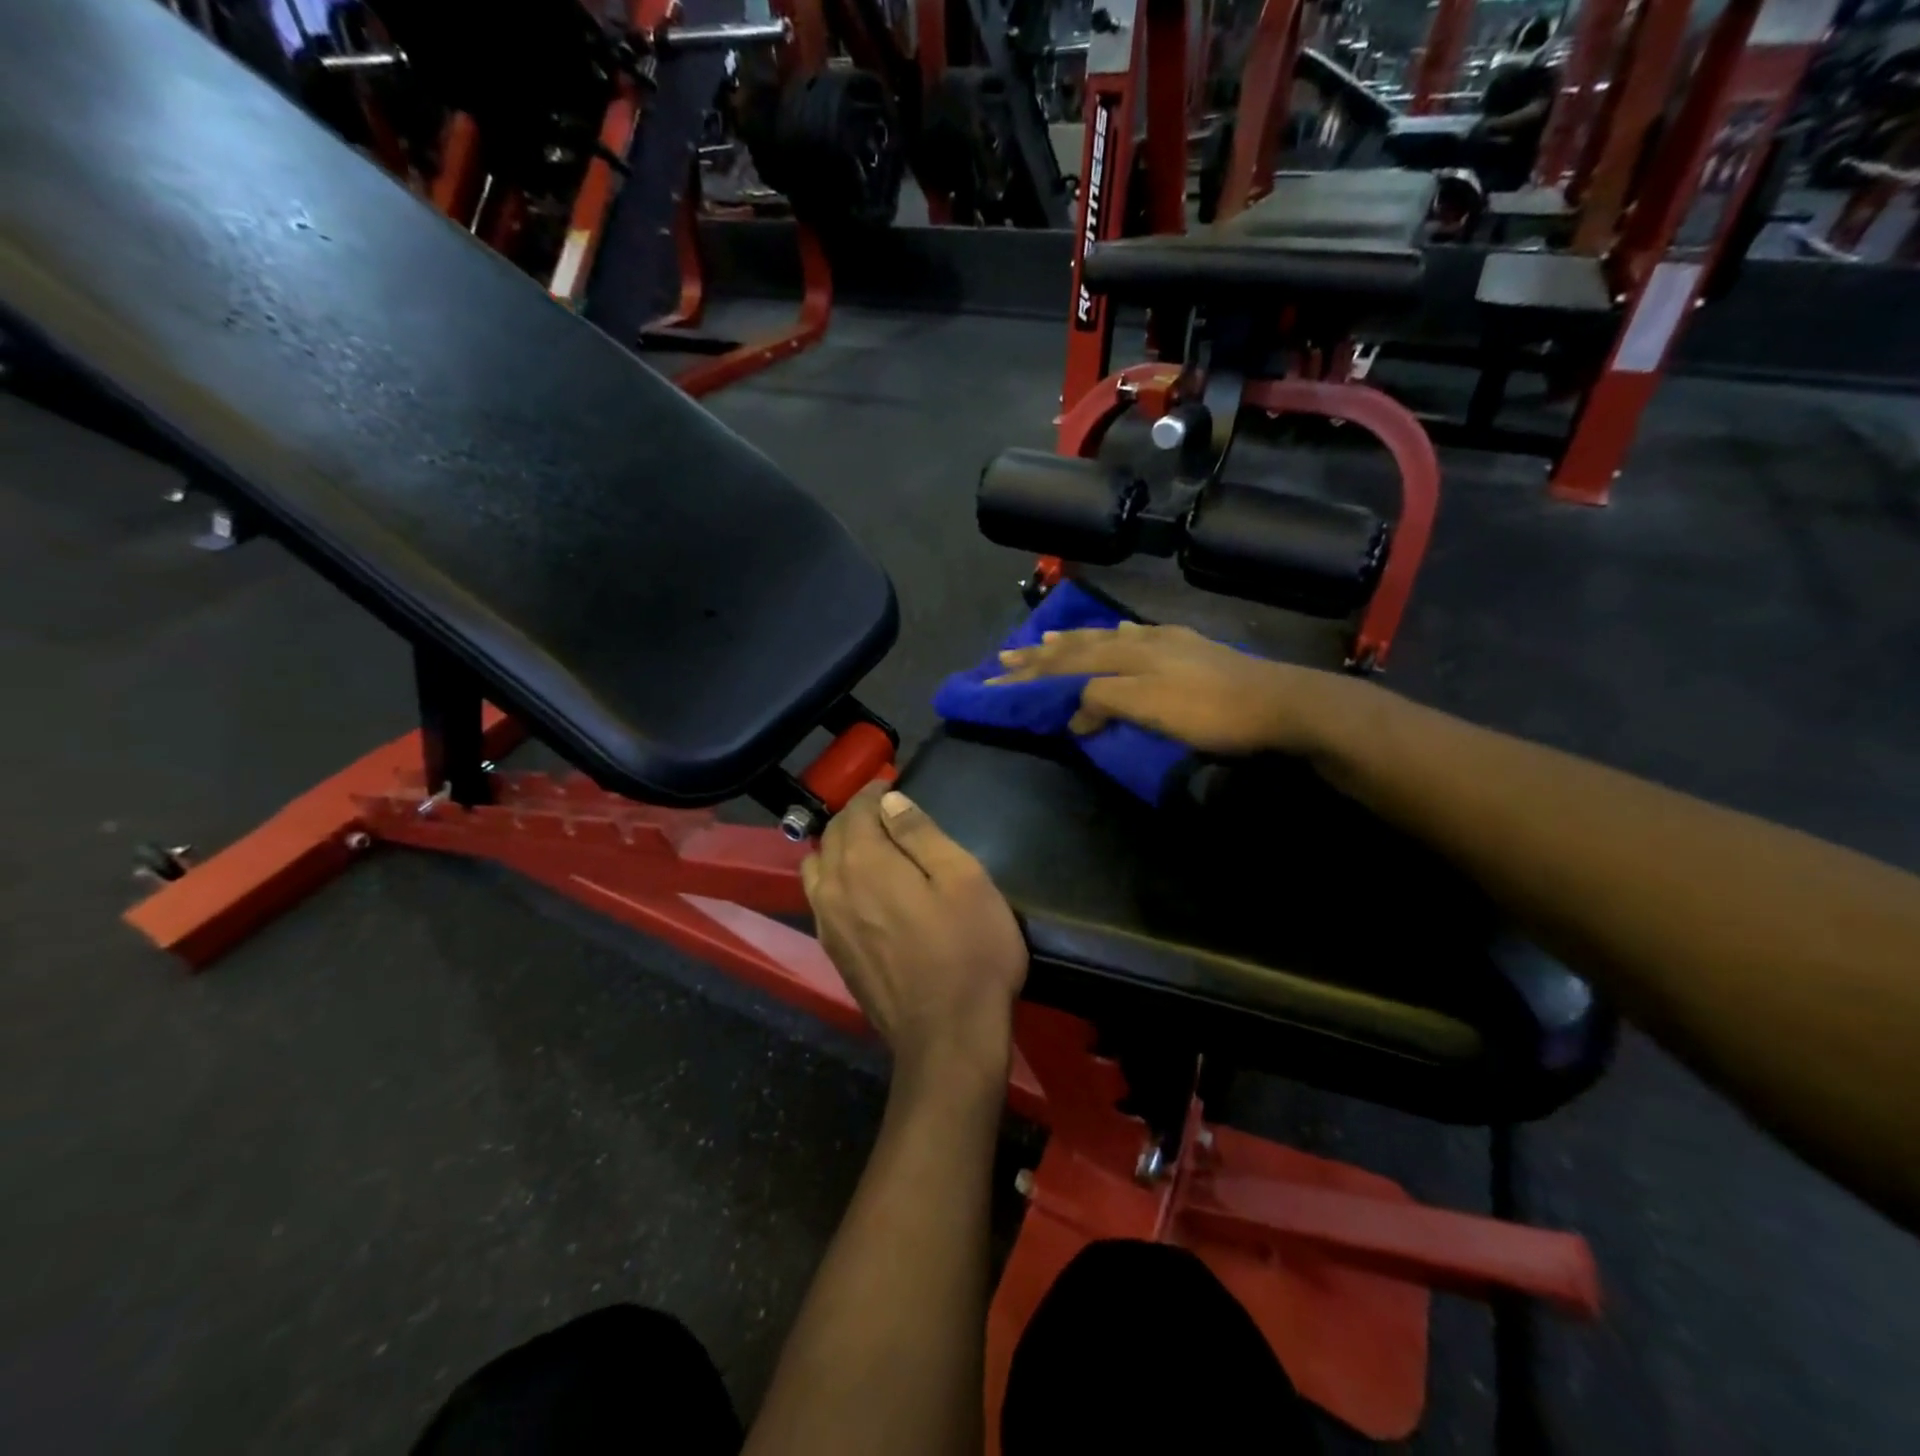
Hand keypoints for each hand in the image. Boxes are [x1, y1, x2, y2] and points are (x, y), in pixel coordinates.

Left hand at [802, 785, 1027, 1088]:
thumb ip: (920, 834)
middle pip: (831, 835)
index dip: (872, 792)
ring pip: (818, 868)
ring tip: (872, 849)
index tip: (892, 785)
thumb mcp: (963, 879)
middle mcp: (833, 887)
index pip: (855, 809)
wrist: (947, 1038)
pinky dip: (835, 881)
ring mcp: (826, 924)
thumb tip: (888, 802)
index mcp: (864, 862)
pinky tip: (862, 892)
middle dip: (855, 816)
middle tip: (887, 813)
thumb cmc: (969, 951)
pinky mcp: (833, 953)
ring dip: (839, 849)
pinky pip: (821, 900)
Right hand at [990, 621, 1373, 756]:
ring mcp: (1166, 643)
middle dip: (1041, 655)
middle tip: (1007, 657)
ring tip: (1048, 639)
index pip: (1066, 665)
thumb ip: (1105, 703)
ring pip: (1106, 639)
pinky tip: (1119, 635)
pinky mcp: (1188, 650)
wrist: (1280, 703)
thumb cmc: (1211, 713)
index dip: (1030, 674)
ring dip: (1072, 642)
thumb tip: (1072, 713)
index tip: (995, 680)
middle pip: (1080, 647)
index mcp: (1127, 656)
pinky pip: (1135, 638)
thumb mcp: (1151, 710)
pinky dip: (1113, 638)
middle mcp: (1140, 643)